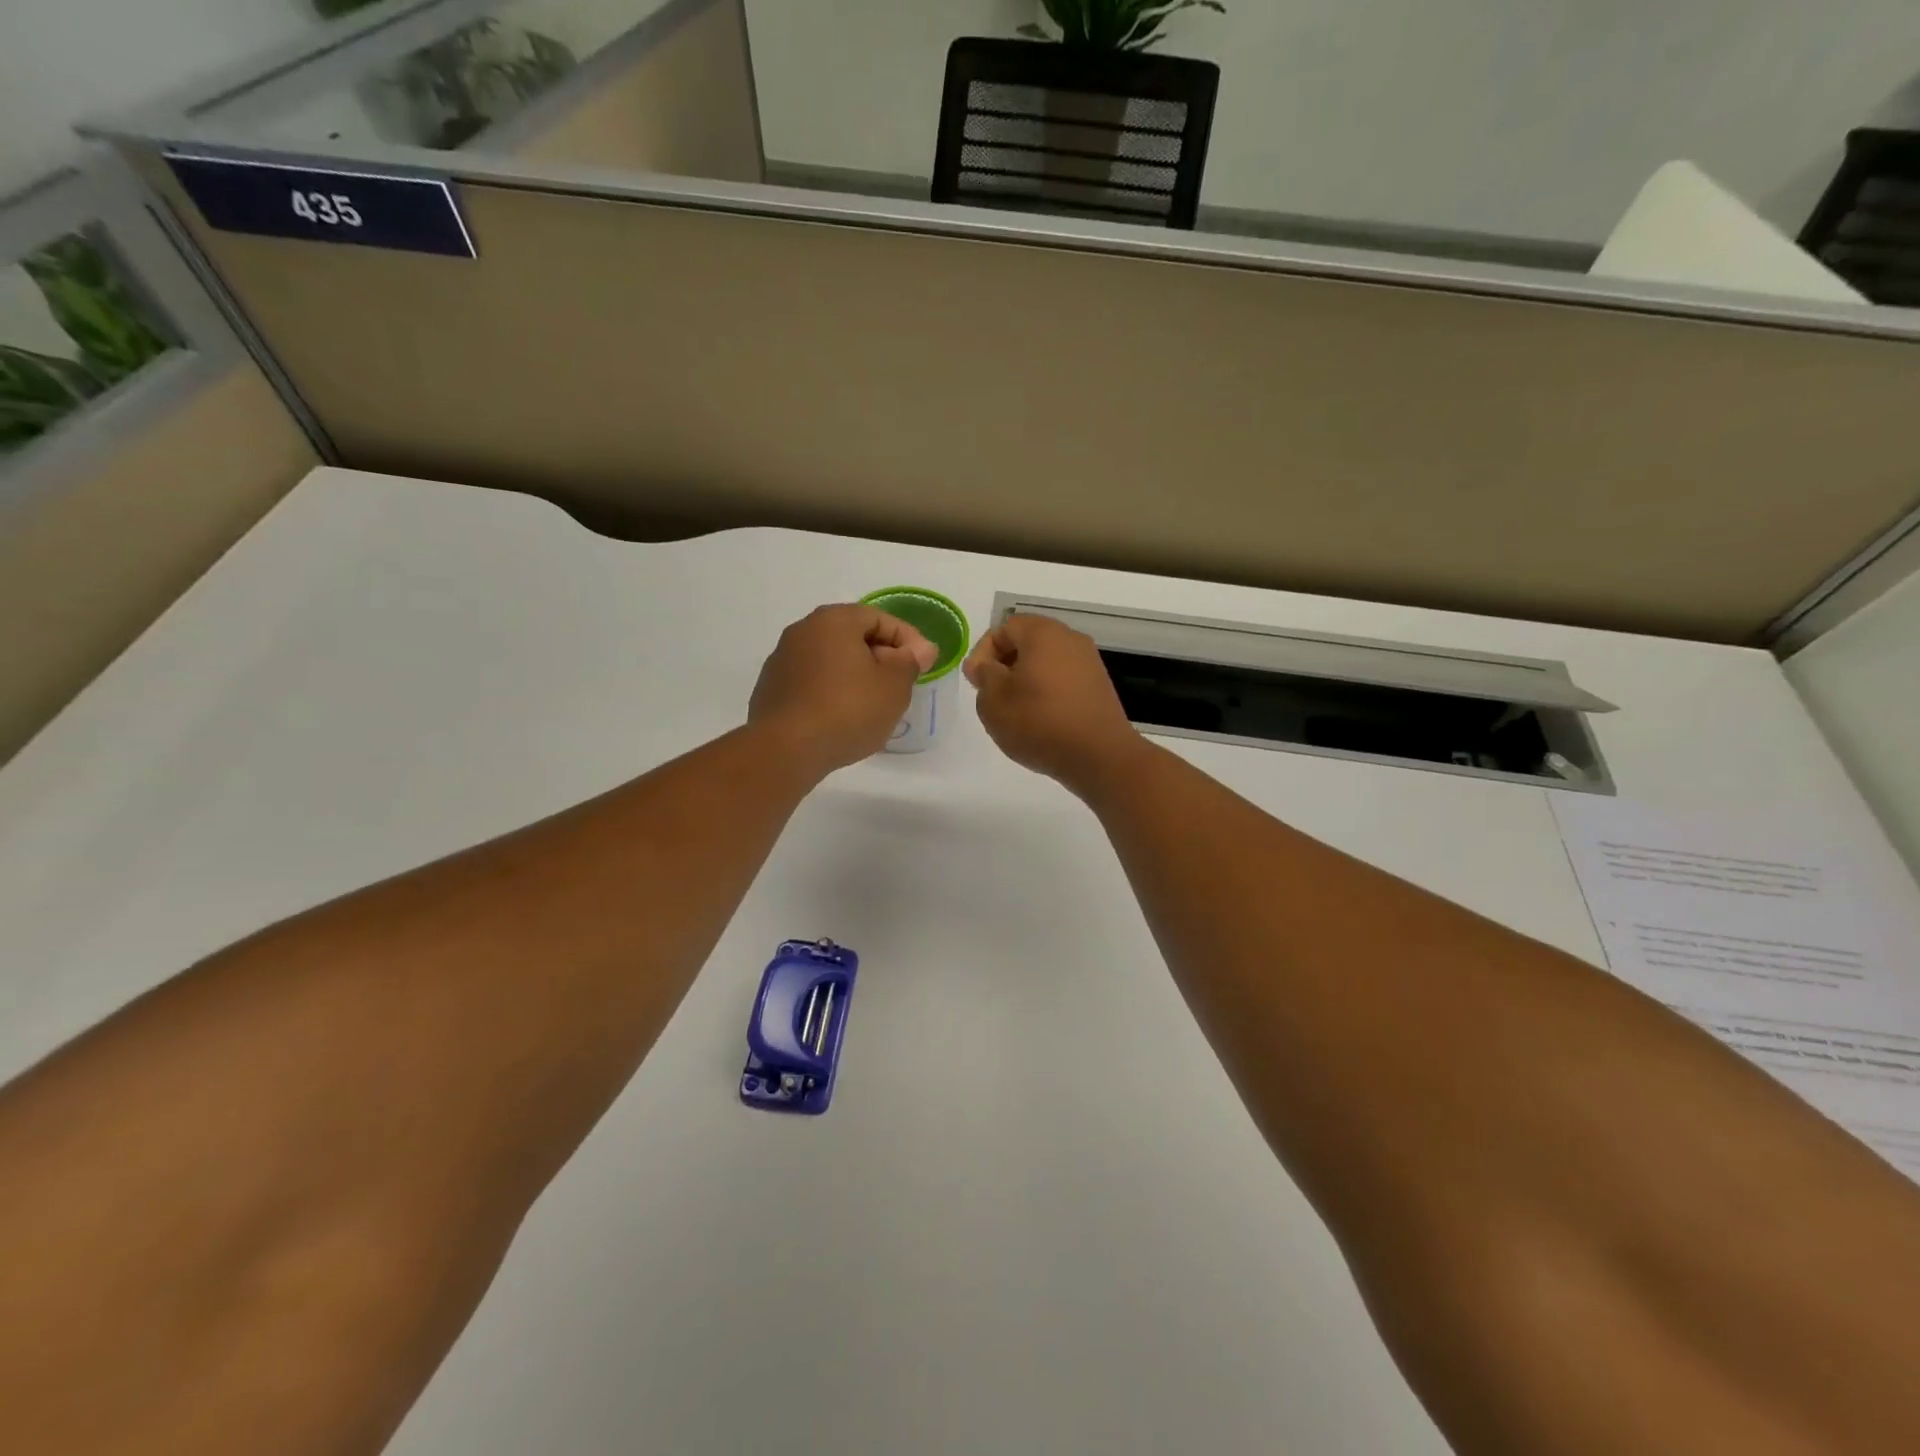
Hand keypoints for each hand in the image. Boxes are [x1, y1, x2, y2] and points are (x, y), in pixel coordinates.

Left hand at [750, 605, 936, 773]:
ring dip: (855, 677)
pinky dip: (832, 693)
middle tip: (901, 686)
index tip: (924, 665)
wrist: (787, 749)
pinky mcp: (771, 690)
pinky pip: (813, 684)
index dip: (908, 640)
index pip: (879, 619)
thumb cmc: (848, 709)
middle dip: (881, 658)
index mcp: (833, 620)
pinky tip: (843, 719)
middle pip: (852, 637)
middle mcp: (802, 631)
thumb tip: (919, 649)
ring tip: (874, 706)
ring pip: (831, 662)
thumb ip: (910, 661)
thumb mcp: (894, 685)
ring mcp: (782, 661)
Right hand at [964, 614, 1142, 793]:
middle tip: (991, 695)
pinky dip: (1047, 694)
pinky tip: (1039, 721)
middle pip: (1028, 643)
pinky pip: (1064, 681)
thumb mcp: (993, 700)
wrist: (1098, 755)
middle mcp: (1071, 640)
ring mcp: (1090, 664)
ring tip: (1013, 712)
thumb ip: (984, 675)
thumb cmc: (1039, 722)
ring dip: (1025, 681)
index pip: (1004, 628)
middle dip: (1004, 666)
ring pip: (1046, 663)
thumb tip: (987, 666)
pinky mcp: (1099, 688)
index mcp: (1043, 633)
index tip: (976, 682)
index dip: (983, 652)